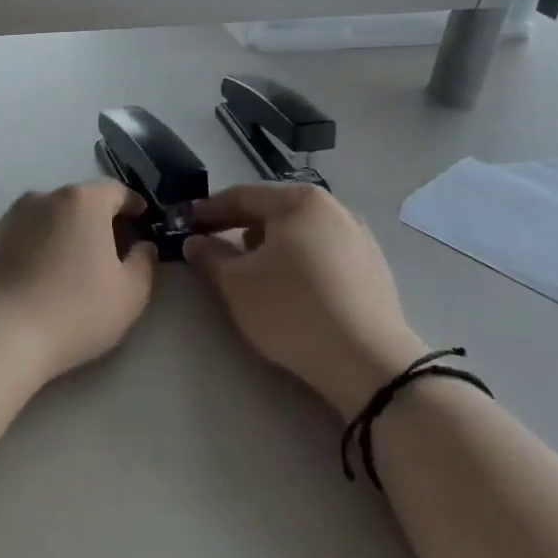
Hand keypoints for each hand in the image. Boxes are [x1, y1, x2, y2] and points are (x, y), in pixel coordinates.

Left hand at [0, 181, 157, 382]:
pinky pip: (27, 235)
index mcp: (83, 201)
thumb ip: (144, 262)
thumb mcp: (130, 293)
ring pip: (51, 217)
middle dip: (100, 219)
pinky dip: (41, 245)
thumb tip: (142, 246)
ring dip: (67, 232)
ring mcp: (12, 216)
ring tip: (76, 264)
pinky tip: (44, 275)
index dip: (134, 205)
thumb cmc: (75, 310)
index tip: (143, 221)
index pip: (117, 191)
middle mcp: (45, 197)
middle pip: (81, 201)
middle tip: (113, 248)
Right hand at [185, 184, 427, 418]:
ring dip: (268, 244)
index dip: (208, 210)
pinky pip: (322, 253)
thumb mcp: (236, 283)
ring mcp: (359, 238)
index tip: (184, 223)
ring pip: (299, 232)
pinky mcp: (373, 269)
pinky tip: (287, 287)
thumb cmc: (291, 309)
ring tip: (247, 268)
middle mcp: (334, 209)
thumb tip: (195, 241)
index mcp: (299, 202)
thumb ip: (210, 256)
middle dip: (238, 226)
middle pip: (274, 210)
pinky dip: (297, 260)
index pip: (242, 196)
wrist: (367, 361)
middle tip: (210, 244)